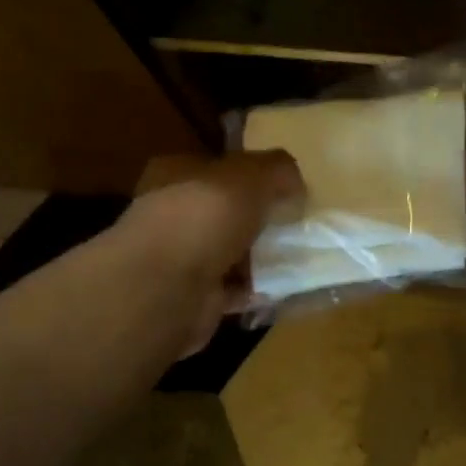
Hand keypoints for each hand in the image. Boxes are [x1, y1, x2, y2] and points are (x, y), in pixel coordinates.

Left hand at [124, 150, 303, 353]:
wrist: (167, 288)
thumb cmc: (203, 217)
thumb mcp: (250, 176)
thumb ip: (277, 170)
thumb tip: (295, 183)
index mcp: (175, 175)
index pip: (216, 168)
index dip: (250, 175)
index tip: (285, 188)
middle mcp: (173, 215)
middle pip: (225, 213)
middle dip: (259, 220)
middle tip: (296, 225)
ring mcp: (180, 259)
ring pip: (231, 252)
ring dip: (261, 258)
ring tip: (298, 258)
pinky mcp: (194, 297)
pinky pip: (235, 289)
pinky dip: (257, 290)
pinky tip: (284, 288)